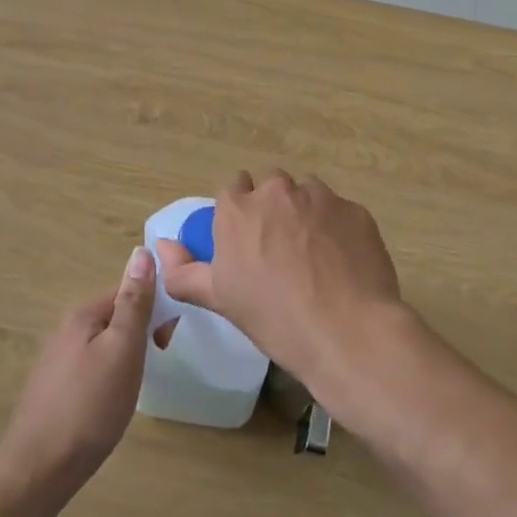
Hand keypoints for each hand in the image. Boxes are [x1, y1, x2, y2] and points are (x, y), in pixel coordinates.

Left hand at [0, 247, 156, 508]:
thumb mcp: (123, 349)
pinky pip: (92, 368)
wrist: (39, 470)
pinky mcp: (54, 391)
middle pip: (116, 316)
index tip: (167, 340)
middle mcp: (66, 330)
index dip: (154, 308)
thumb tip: (142, 251)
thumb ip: (134, 302)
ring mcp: (57, 362)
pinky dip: (109, 378)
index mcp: (83, 315)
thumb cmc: (90, 407)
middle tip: (155, 363)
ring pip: (104, 344)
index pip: (127, 290)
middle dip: (141, 333)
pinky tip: (111, 403)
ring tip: (134, 387)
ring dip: (126, 356)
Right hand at [155, 171, 402, 395]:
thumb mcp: (219, 299)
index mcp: (238, 209)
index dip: (239, 211)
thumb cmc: (274, 317)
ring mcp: (321, 197)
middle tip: (279, 247)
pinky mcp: (355, 210)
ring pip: (307, 192)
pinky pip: (339, 211)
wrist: (346, 331)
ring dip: (305, 212)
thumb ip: (183, 270)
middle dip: (273, 207)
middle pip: (271, 185)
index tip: (246, 239)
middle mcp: (277, 191)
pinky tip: (342, 262)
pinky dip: (337, 228)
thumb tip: (161, 245)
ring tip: (314, 253)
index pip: (233, 188)